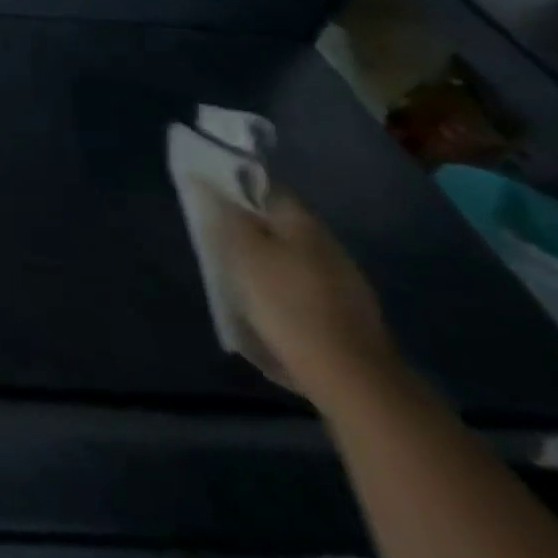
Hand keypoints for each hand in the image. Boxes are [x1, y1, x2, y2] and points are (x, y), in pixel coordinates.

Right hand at [219, 190, 401, 411]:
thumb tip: (206, 179)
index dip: (236, 187)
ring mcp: (345, 281)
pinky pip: (306, 288)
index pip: (265, 187)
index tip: (210, 197)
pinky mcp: (349, 315)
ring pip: (294, 257)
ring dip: (269, 260)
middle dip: (252, 228)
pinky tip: (270, 308)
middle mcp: (328, 244)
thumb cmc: (286, 302)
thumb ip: (225, 213)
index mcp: (302, 221)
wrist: (351, 378)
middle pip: (280, 224)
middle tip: (219, 240)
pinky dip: (285, 290)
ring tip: (240, 276)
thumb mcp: (242, 251)